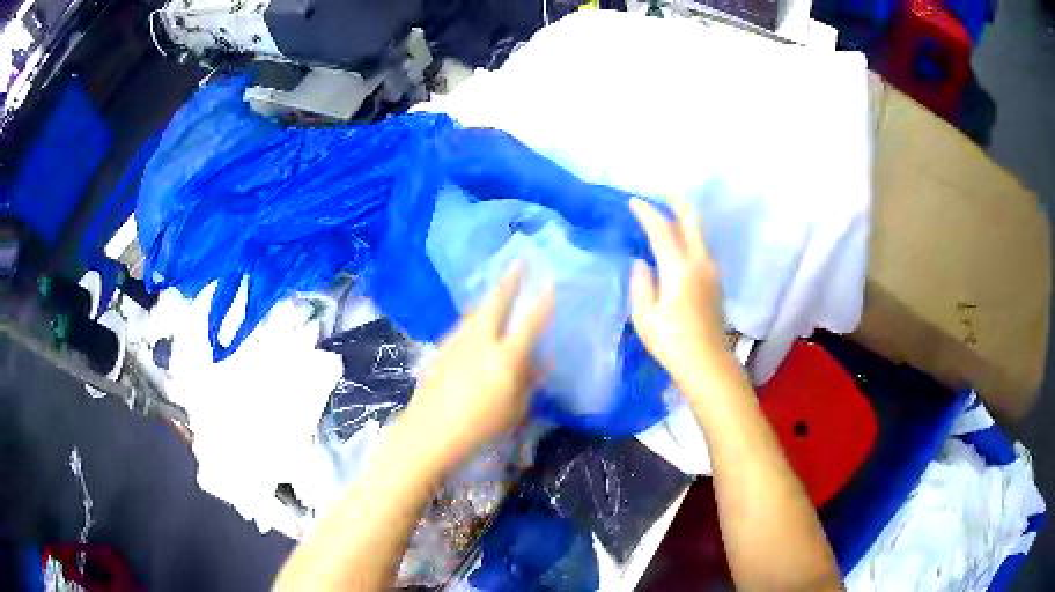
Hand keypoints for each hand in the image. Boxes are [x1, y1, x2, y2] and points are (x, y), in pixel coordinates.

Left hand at [400, 262, 554, 468]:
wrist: (429, 432)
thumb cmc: (479, 427)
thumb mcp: (514, 408)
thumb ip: (528, 381)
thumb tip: (539, 362)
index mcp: (505, 356)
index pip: (530, 322)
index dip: (543, 301)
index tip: (552, 283)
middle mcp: (481, 340)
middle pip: (496, 302)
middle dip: (510, 280)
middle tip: (519, 262)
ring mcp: (457, 341)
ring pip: (477, 311)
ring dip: (491, 298)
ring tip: (500, 290)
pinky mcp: (442, 349)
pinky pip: (465, 325)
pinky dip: (476, 318)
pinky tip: (478, 324)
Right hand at [629, 197, 726, 383]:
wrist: (707, 363)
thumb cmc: (671, 341)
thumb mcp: (644, 315)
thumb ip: (641, 283)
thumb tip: (641, 262)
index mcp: (679, 269)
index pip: (662, 230)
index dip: (647, 213)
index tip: (633, 202)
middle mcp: (700, 263)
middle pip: (691, 222)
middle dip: (677, 202)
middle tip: (662, 190)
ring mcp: (712, 273)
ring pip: (698, 235)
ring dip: (683, 221)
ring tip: (666, 217)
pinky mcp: (716, 284)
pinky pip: (701, 250)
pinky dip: (688, 238)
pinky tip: (677, 246)